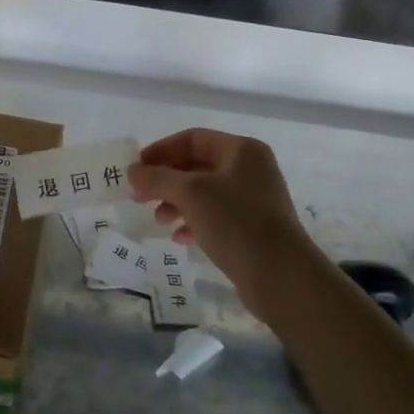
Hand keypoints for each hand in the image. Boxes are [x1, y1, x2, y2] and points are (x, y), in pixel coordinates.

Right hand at [128, 128, 328, 321]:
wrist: (280, 274)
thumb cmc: (235, 221)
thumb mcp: (190, 193)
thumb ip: (158, 178)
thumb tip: (133, 171)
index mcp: (241, 150)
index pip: (192, 139)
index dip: (161, 151)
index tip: (136, 169)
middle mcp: (250, 169)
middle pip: (197, 166)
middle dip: (166, 180)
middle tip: (139, 197)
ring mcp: (254, 199)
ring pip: (205, 193)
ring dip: (177, 202)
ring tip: (159, 220)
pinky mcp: (253, 228)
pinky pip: (216, 216)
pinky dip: (194, 222)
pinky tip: (179, 237)